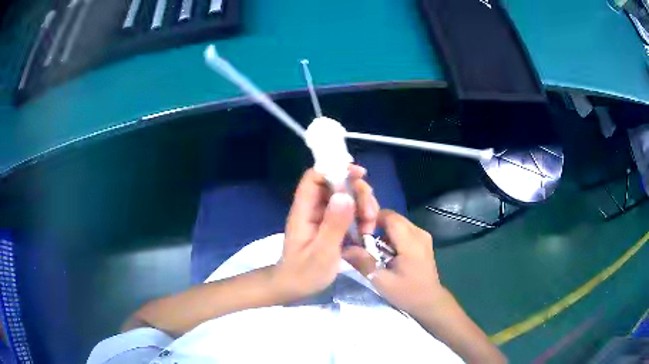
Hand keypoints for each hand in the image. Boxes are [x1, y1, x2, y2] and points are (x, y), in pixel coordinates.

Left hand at [273, 166, 378, 301]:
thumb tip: (345, 195)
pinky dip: (361, 218)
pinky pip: (348, 212)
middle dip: (358, 194)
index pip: (315, 177)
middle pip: (336, 185)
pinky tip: (366, 233)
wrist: (294, 288)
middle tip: (370, 215)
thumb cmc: (304, 273)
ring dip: (363, 207)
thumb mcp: (322, 252)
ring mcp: (322, 216)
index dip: (335, 169)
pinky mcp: (330, 225)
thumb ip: (333, 225)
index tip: (359, 175)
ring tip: (369, 230)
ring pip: (346, 198)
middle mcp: (313, 208)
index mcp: (304, 210)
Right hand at [343, 210, 444, 316]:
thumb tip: (345, 248)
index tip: (359, 232)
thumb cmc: (407, 293)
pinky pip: (404, 230)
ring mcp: (423, 236)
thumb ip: (364, 263)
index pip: (389, 217)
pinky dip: (392, 235)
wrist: (430, 301)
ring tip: (372, 246)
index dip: (372, 219)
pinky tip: (385, 250)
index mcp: (411, 242)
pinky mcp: (423, 241)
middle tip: (361, 239)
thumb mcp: (382, 282)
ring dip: (384, 231)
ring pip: (399, 223)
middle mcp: (419, 233)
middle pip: (394, 218)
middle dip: (376, 224)